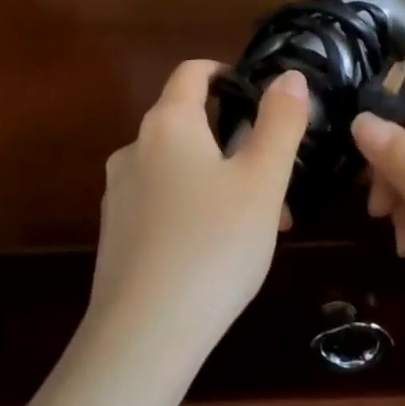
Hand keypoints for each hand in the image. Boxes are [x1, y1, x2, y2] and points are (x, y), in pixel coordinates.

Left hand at [88, 61, 308, 365]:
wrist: (145, 332)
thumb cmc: (214, 244)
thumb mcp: (262, 181)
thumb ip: (280, 122)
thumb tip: (289, 76)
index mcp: (168, 124)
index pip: (192, 73)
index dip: (226, 73)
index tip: (259, 97)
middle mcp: (134, 149)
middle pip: (189, 124)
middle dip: (237, 142)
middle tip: (276, 181)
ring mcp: (119, 193)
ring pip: (180, 168)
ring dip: (222, 180)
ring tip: (262, 225)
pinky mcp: (115, 233)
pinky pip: (163, 203)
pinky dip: (196, 208)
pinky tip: (221, 251)